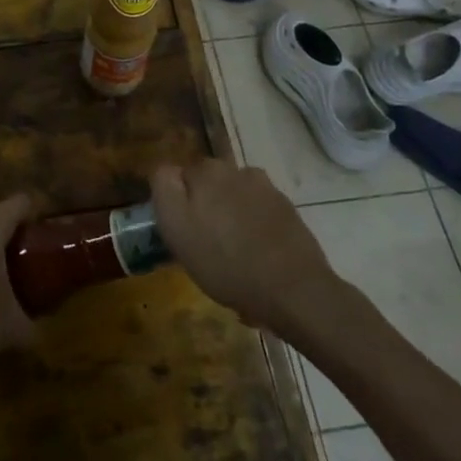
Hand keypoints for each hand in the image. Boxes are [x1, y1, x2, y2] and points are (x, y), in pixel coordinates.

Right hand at [152, 160, 338, 332]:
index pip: (180, 177)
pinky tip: (258, 262)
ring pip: (236, 201)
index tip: (183, 233)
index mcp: (206, 171)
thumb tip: (167, 169)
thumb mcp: (177, 228)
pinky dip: (256, 232)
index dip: (179, 205)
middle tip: (207, 249)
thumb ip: (164, 188)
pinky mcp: (288, 212)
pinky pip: (260, 217)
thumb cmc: (227, 262)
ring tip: (235, 260)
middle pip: (211, 187)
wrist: (295, 291)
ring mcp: (267, 190)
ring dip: (232, 221)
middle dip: (207, 210)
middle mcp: (237, 170)